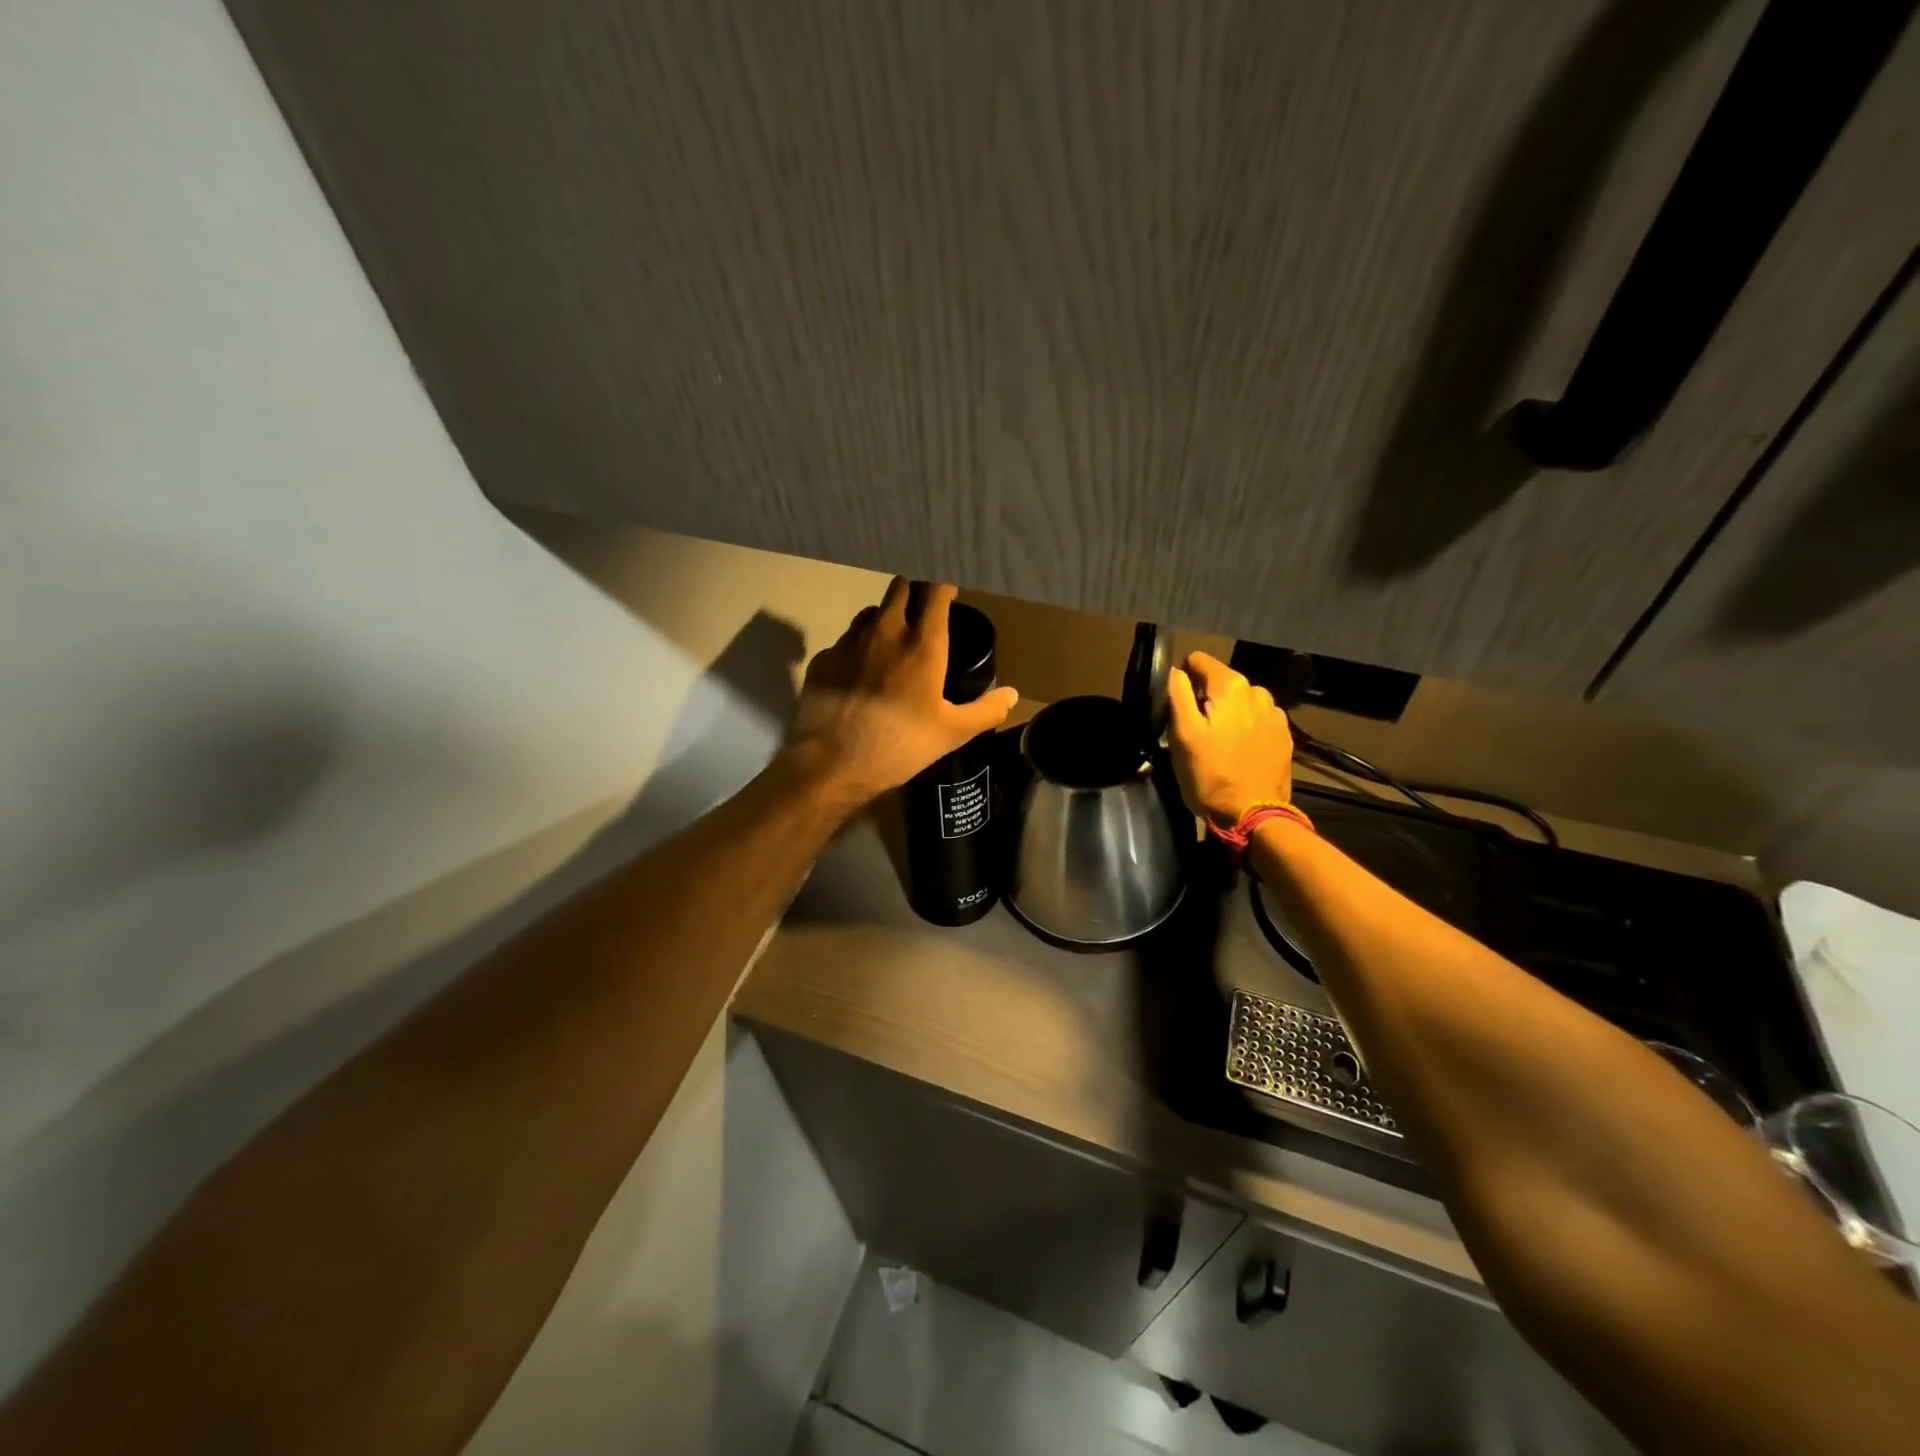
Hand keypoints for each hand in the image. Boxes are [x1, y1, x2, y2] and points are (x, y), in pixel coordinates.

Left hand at [787, 579, 1018, 807]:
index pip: (935, 591)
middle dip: (914, 592)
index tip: (950, 594)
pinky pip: (845, 640)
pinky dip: (858, 647)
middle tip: (923, 612)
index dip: (944, 586)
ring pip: (871, 611)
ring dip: (885, 617)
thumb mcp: (952, 733)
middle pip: (900, 588)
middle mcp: (885, 631)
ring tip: (892, 641)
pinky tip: (860, 672)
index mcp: (922, 644)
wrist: (832, 762)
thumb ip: (986, 710)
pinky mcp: (823, 658)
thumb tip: (1012, 695)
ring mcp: (849, 641)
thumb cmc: (900, 745)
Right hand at [1166, 651, 1293, 827]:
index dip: (1183, 679)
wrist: (1253, 815)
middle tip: (1196, 732)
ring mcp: (1275, 714)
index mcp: (1232, 686)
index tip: (1178, 707)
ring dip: (1227, 715)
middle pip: (1221, 682)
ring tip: (1218, 744)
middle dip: (1206, 700)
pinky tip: (1238, 752)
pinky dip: (1244, 729)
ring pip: (1240, 702)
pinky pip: (1256, 720)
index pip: (1199, 661)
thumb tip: (1175, 670)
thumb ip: (1177, 693)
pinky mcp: (1284, 736)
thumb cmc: (1210, 774)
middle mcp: (1258, 692)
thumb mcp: (1182, 734)